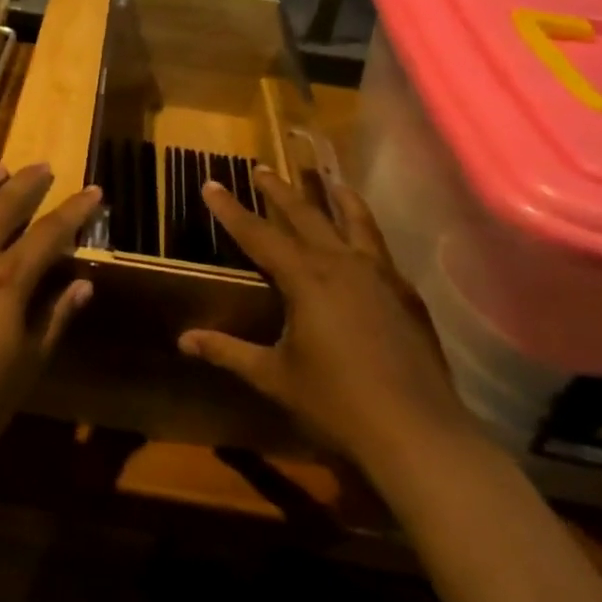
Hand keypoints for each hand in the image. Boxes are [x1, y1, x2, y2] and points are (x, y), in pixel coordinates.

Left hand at [0, 163, 102, 490]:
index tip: (93, 190)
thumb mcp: (24, 371)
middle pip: (4, 204)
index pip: (50, 232)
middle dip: (28, 182)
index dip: (75, 209)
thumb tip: (82, 284)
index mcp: (6, 282)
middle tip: (43, 167)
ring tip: (1, 168)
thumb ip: (53, 320)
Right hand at [178, 169, 480, 481]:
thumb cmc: (336, 403)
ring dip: (336, 198)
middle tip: (261, 168)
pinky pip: (380, 249)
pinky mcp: (406, 294)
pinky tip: (364, 242)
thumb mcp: (274, 376)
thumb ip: (228, 352)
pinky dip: (366, 232)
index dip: (230, 209)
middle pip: (305, 215)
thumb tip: (183, 340)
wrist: (417, 433)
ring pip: (355, 222)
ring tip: (329, 179)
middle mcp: (342, 264)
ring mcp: (380, 276)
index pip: (258, 234)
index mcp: (305, 278)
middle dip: (279, 191)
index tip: (211, 183)